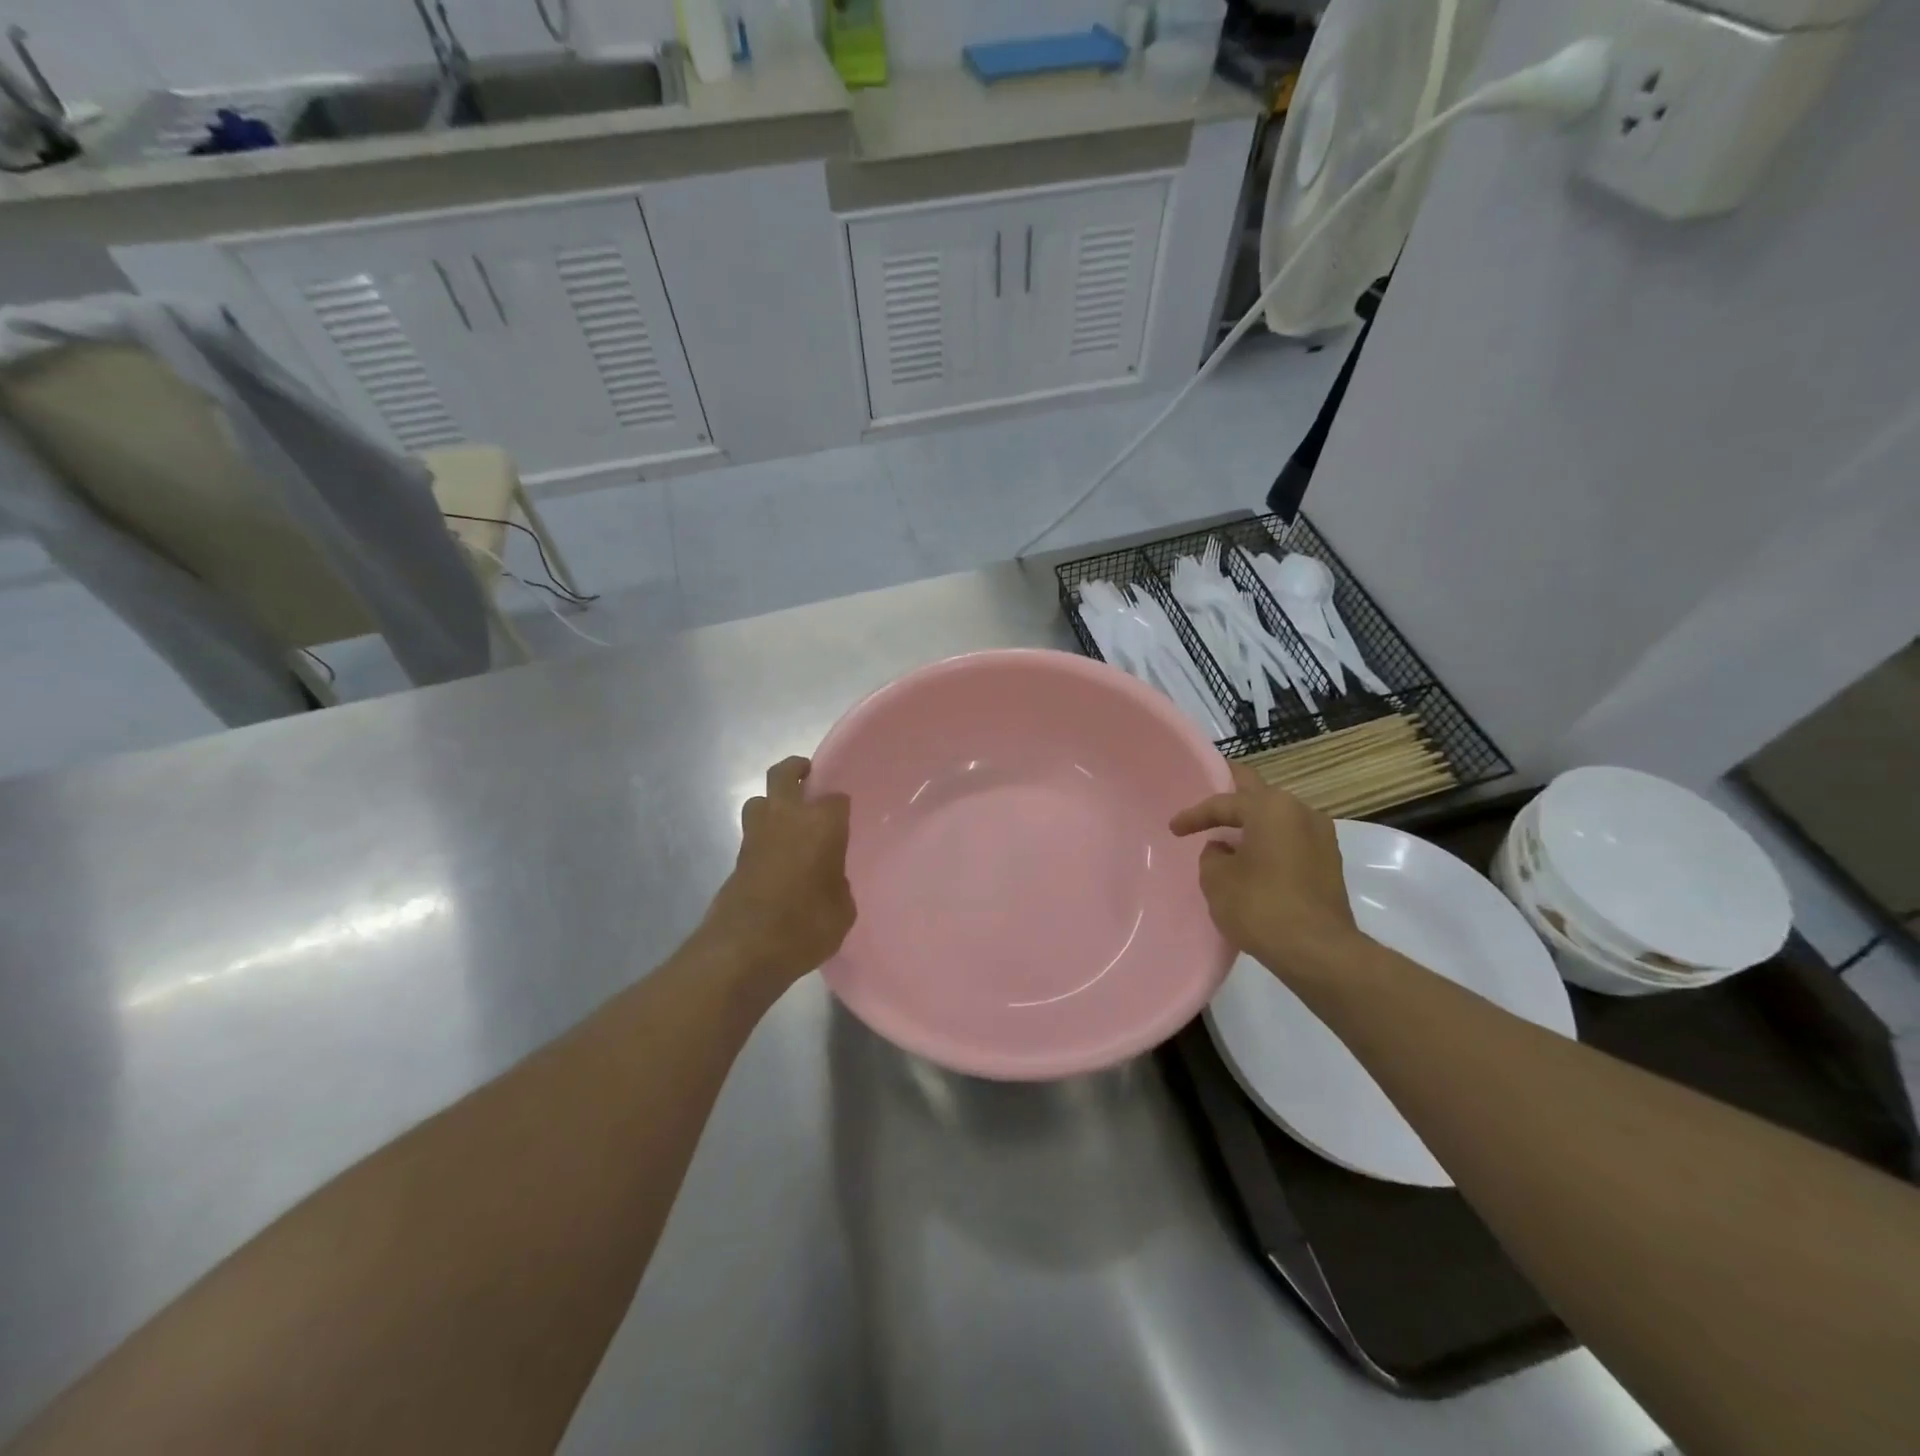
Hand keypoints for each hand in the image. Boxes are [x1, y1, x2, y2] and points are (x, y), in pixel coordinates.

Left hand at [703, 756, 855, 987]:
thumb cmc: (804, 927)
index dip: (841, 806)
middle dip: (796, 770)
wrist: (743, 951)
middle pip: (784, 774)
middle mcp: (786, 818)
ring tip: (789, 819)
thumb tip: (828, 879)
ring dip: (773, 802)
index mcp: (820, 824)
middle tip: (809, 778)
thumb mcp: (842, 910)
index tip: (846, 818)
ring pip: (760, 800)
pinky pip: (753, 833)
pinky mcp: (736, 858)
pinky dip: (764, 835)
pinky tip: (779, 857)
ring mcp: (755, 836)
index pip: (836, 798)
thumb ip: (838, 884)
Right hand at [1169, 765, 1360, 975]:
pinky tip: (1253, 856)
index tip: (1173, 829)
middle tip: (1212, 785)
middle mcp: (1302, 812)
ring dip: (1254, 822)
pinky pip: (1291, 840)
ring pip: (1278, 818)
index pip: (1224, 803)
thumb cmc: (1260, 905)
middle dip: (1234, 792)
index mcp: (1272, 807)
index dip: (1194, 815)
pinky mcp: (1329, 864)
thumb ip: (1213, 855)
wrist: (1317, 951)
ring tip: (1229, 830)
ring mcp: (1321, 838)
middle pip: (1259, 793)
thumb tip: (1224, 850)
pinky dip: (1269, 842)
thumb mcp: (1216, 878)